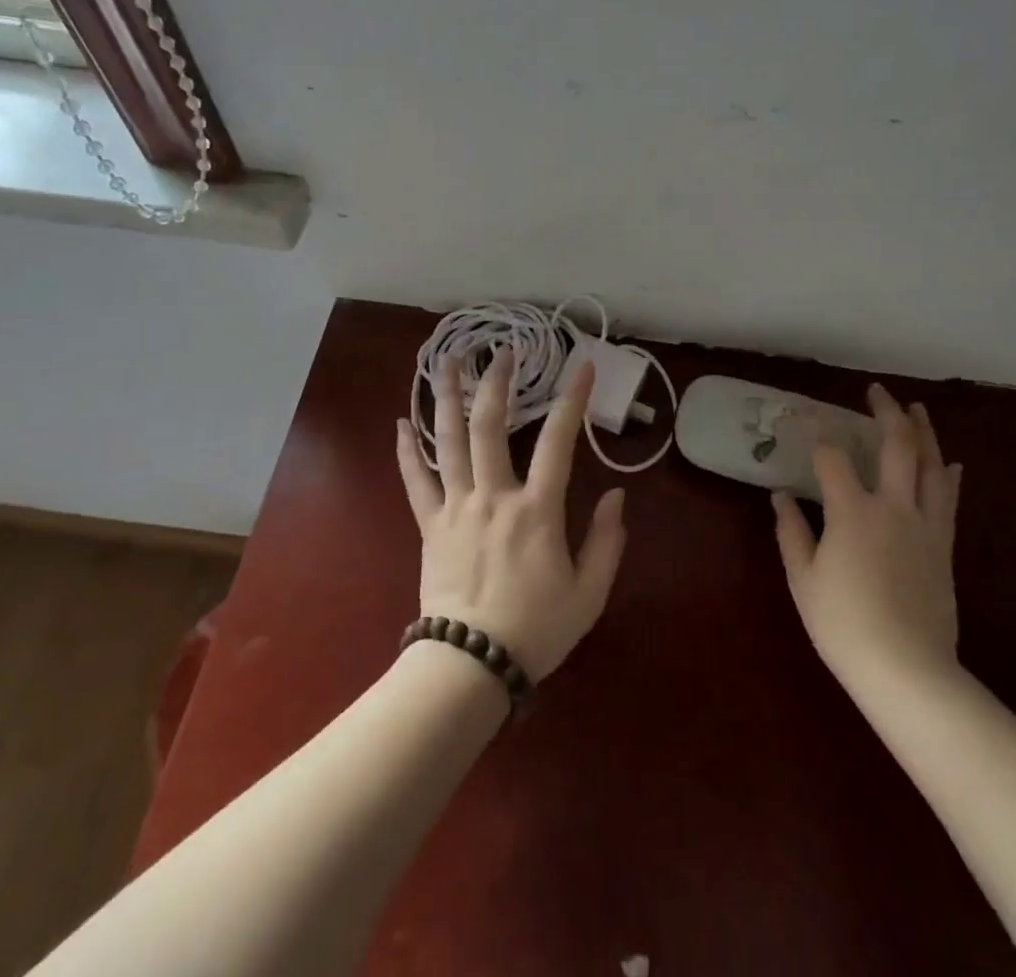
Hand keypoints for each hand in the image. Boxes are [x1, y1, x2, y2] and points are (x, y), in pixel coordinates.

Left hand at [395, 349, 626, 680]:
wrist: (471, 665)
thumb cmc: (536, 629)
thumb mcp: (589, 593)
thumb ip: (607, 542)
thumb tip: (615, 496)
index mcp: (537, 510)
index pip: (559, 441)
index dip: (572, 400)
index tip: (583, 366)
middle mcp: (494, 496)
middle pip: (491, 425)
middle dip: (497, 382)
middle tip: (502, 350)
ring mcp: (456, 507)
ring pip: (448, 441)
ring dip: (446, 397)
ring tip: (445, 360)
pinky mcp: (430, 525)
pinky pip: (415, 481)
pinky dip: (406, 451)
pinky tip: (400, 423)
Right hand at [774, 386, 962, 690]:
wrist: (908, 671)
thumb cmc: (844, 625)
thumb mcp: (803, 580)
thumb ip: (791, 532)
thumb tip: (780, 496)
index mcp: (852, 511)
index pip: (832, 459)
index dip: (818, 440)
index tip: (806, 428)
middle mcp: (893, 507)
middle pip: (895, 446)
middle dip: (886, 413)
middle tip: (877, 391)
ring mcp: (925, 526)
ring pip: (931, 465)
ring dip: (924, 432)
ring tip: (917, 409)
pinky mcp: (944, 547)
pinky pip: (949, 500)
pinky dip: (948, 475)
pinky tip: (949, 462)